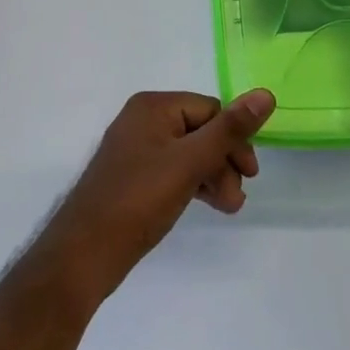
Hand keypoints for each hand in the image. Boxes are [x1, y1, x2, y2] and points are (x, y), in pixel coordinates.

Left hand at [38, 89, 274, 302]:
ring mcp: (136, 149)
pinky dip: (194, 184)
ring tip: (229, 208)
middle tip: (237, 199)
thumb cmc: (138, 200)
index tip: (250, 175)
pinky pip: (174, 169)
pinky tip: (208, 204)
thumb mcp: (189, 162)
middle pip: (201, 131)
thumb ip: (229, 130)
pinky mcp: (134, 176)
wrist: (83, 255)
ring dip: (214, 177)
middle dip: (224, 163)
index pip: (211, 110)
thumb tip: (266, 94)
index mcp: (153, 106)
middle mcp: (143, 120)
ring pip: (190, 153)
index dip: (234, 140)